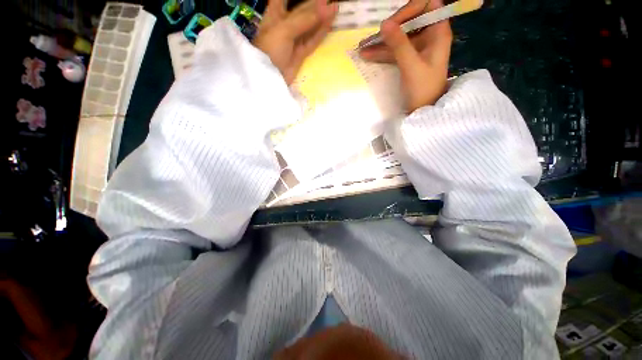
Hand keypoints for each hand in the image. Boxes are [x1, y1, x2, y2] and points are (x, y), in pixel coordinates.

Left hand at [253, 0, 337, 83]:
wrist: (270, 76)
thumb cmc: (271, 48)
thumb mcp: (285, 28)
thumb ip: (305, 18)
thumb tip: (326, 7)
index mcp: (275, 13)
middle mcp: (285, 24)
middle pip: (302, 10)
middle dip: (315, 4)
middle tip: (329, 0)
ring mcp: (294, 40)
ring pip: (309, 26)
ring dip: (321, 18)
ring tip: (334, 8)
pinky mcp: (300, 53)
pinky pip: (312, 41)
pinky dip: (320, 33)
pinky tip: (329, 24)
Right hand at [359, 0, 452, 111]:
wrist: (424, 110)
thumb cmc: (423, 89)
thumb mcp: (411, 65)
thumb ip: (398, 44)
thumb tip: (383, 23)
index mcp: (437, 32)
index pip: (426, 5)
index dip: (409, 10)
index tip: (391, 23)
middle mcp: (429, 35)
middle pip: (410, 20)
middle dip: (391, 27)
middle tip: (374, 37)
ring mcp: (418, 48)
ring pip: (399, 37)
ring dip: (382, 41)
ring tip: (363, 46)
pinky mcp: (409, 59)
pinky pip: (395, 50)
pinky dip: (382, 52)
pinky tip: (367, 55)